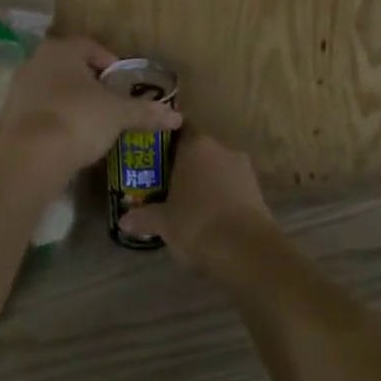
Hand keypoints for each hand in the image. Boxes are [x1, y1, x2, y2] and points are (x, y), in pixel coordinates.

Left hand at [0, 37, 182, 180]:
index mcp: (61, 50)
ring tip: (93, 124)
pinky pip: (39, 111)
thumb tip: (177, 116)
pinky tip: (69, 139)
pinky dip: (55, 119)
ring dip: (72, 102)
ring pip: (53, 89)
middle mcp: (36, 61)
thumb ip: (145, 112)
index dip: (112, 63)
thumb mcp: (118, 115)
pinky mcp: (8, 115)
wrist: (29, 157)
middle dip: (91, 83)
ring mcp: (18, 88)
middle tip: (111, 103)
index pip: (91, 46)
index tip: (124, 84)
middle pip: (70, 67)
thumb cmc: (78, 119)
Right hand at [118, 133, 276, 277]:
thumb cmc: (197, 224)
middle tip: (162, 183)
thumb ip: (143, 217)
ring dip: (203, 182)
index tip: (151, 154)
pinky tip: (207, 217)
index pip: (179, 129)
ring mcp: (244, 170)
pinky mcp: (258, 192)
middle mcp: (222, 149)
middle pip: (198, 150)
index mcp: (197, 145)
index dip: (165, 141)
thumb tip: (123, 221)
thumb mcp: (163, 222)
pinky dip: (220, 197)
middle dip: (183, 165)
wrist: (248, 251)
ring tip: (184, 203)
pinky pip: (231, 187)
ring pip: (217, 169)